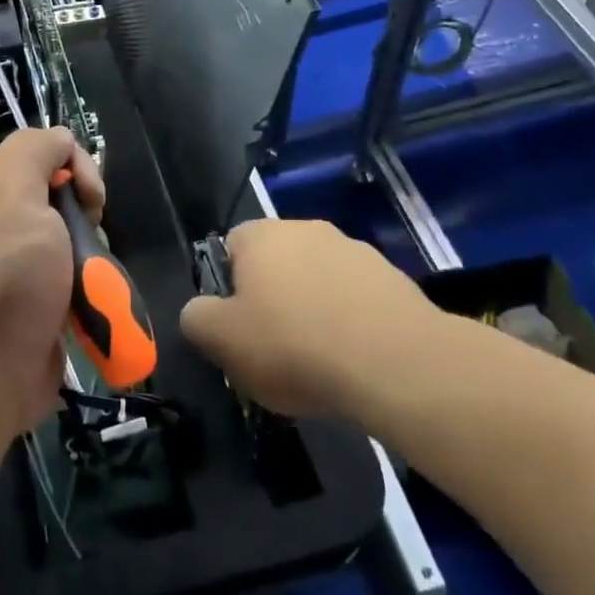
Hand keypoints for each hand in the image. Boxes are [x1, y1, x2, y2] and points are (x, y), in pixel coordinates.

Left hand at [0, 127, 104, 435]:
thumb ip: (36, 149)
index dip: (74, 166)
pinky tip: (88, 303)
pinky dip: (84, 289)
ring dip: (88, 257)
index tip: (88, 199)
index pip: (40, 152)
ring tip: (90, 280)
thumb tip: (61, 144)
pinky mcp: (28, 306)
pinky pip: (67, 280)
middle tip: (86, 239)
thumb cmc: (3, 272)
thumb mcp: (12, 187)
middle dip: (84, 215)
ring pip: (68, 241)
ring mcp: (9, 268)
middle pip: (58, 198)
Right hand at [180, 218, 452, 419]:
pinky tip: (354, 362)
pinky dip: (350, 325)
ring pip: (318, 282)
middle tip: (272, 349)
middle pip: (276, 264)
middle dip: (272, 300)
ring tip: (318, 363)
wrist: (398, 365)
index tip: (236, 328)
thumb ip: (196, 318)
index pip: (229, 248)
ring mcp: (357, 252)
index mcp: (262, 234)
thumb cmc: (294, 345)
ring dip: (313, 311)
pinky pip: (357, 301)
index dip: (228, 289)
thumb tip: (199, 312)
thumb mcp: (221, 339)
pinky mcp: (395, 281)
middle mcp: (309, 229)